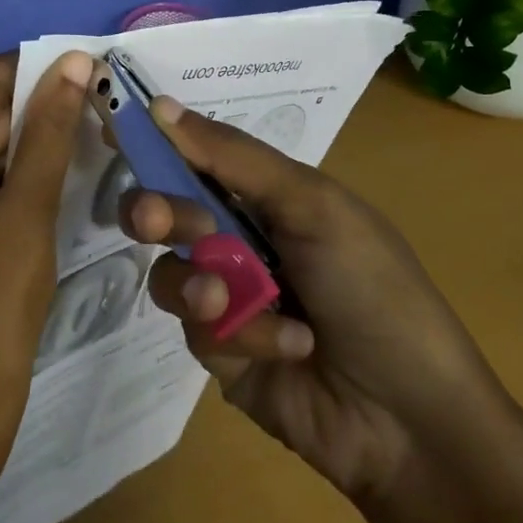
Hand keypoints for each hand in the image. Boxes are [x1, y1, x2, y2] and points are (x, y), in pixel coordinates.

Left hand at [0, 49, 90, 511]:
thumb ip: (50, 132)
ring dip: (37, 132)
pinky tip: (66, 157)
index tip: (93, 63)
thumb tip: (77, 61)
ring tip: (96, 123)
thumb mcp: (28, 213)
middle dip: (40, 104)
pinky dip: (22, 161)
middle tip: (104, 96)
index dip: (36, 68)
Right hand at [119, 97, 511, 506]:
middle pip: (169, 210)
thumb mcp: (313, 206)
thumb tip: (159, 105)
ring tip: (229, 303)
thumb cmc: (372, 288)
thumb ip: (234, 157)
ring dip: (199, 283)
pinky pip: (194, 327)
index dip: (156, 142)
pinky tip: (286, 347)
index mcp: (268, 194)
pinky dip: (237, 333)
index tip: (113, 129)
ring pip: (170, 270)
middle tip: (155, 222)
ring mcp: (228, 296)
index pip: (198, 155)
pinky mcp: (220, 350)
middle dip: (158, 212)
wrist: (410, 416)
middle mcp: (241, 238)